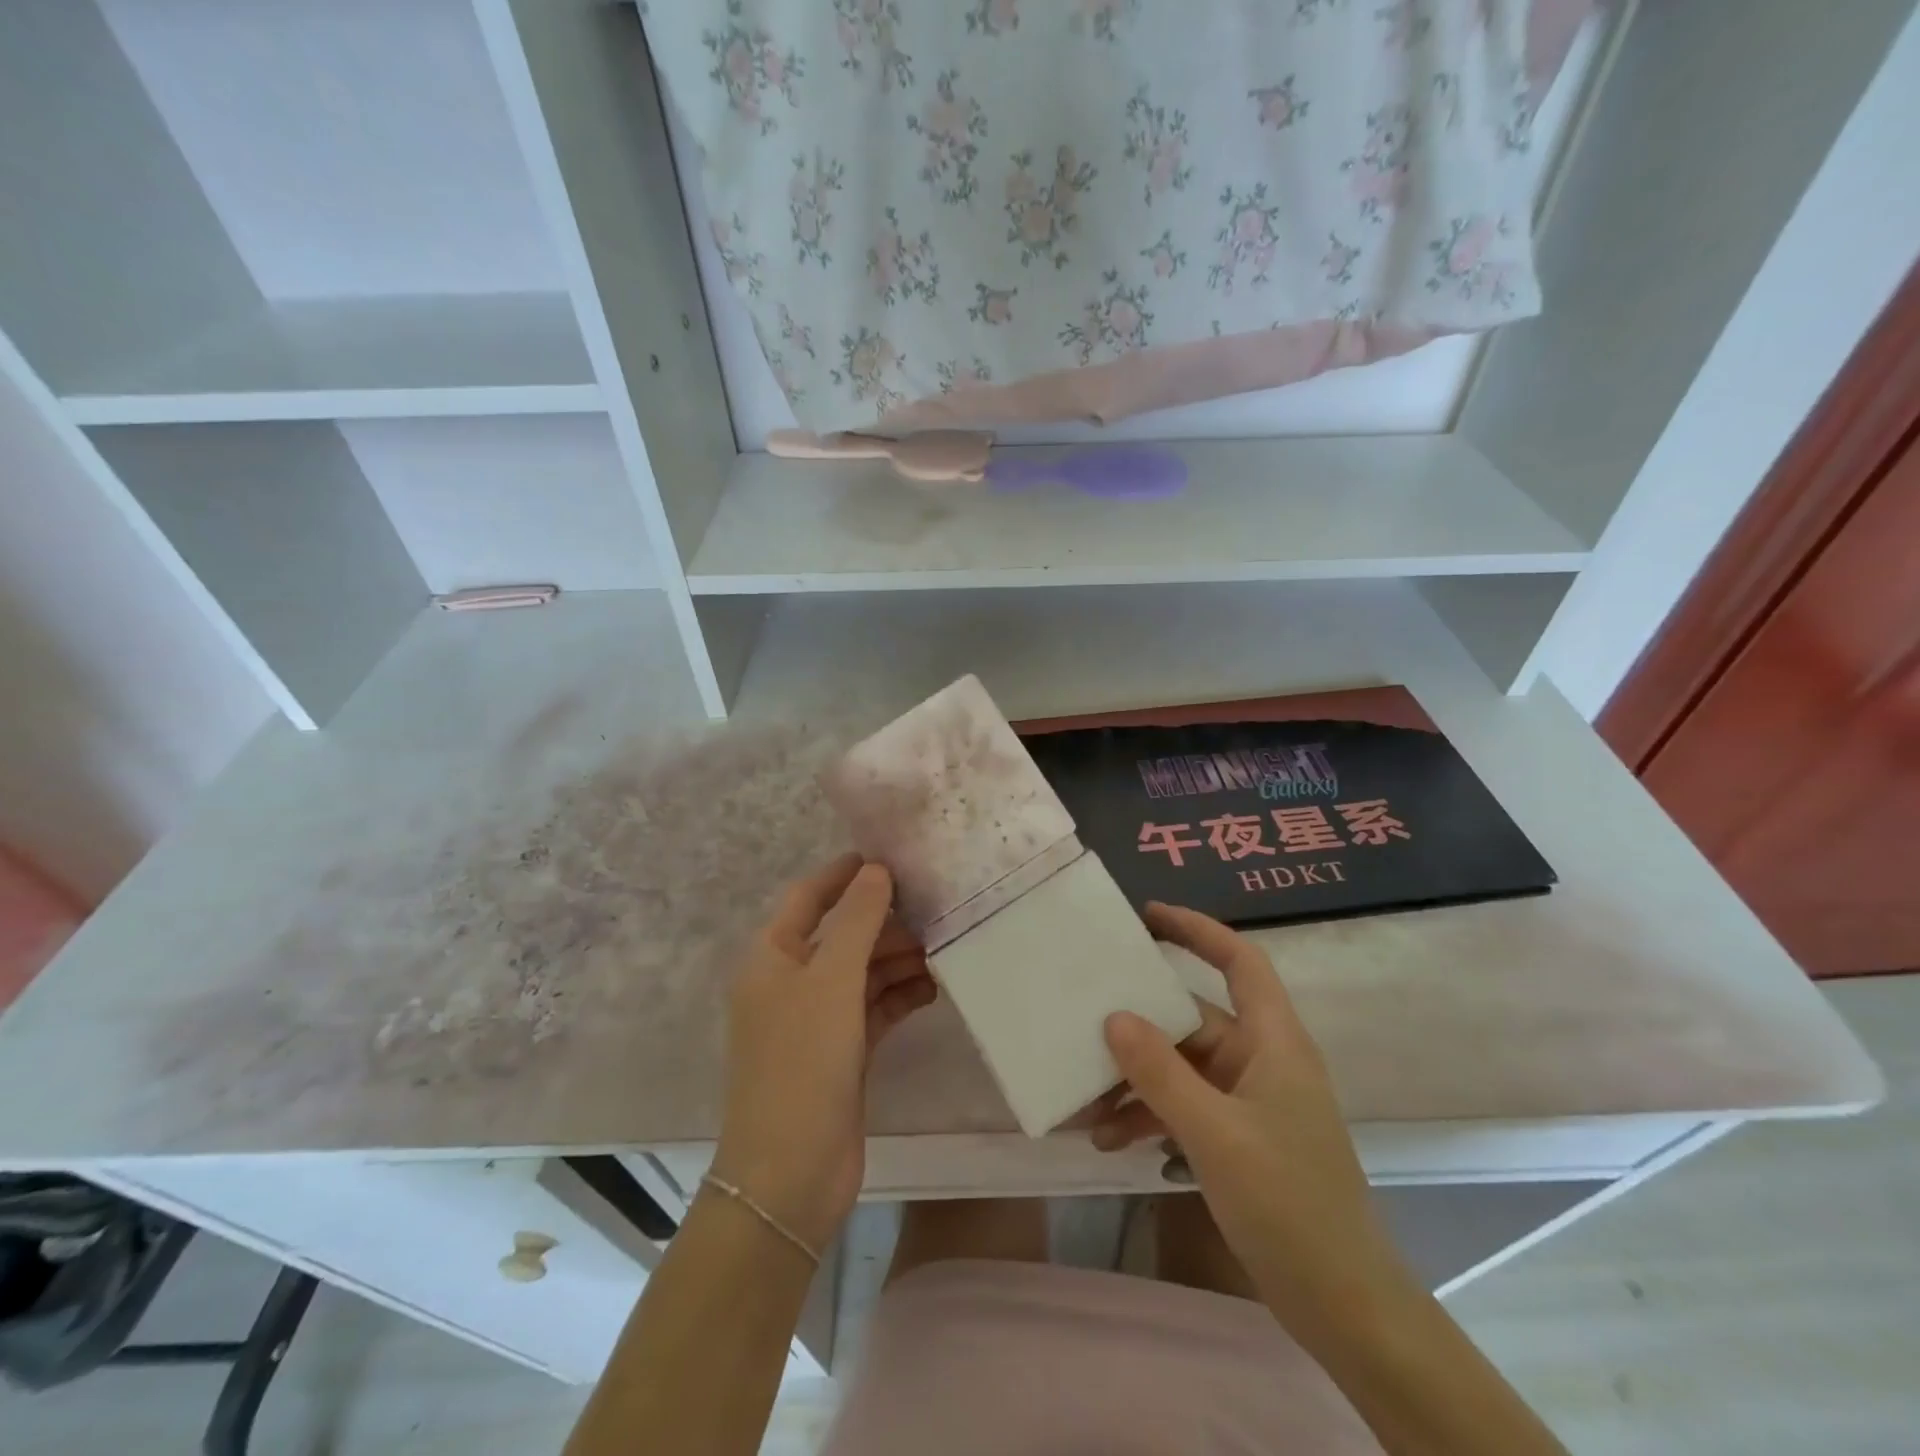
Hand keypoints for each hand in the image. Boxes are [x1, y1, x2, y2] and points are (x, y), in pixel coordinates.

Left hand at [710, 855, 937, 1252]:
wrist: (791, 1172)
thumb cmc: (803, 1061)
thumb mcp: (831, 980)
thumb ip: (857, 920)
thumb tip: (876, 870)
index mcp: (772, 957)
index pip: (808, 897)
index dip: (843, 874)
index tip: (886, 856)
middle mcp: (790, 982)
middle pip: (841, 934)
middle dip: (884, 922)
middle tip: (935, 908)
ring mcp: (816, 1020)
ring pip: (861, 972)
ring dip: (898, 959)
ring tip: (943, 946)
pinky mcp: (841, 1052)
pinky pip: (874, 1009)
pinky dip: (900, 995)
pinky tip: (933, 988)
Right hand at [1091, 903, 1413, 1337]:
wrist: (1343, 1306)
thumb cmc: (1288, 1204)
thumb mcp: (1214, 1134)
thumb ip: (1161, 1073)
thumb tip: (1113, 1017)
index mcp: (1273, 1041)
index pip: (1239, 961)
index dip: (1197, 930)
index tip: (1146, 916)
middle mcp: (1260, 1059)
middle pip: (1192, 1018)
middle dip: (1138, 1026)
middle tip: (1083, 1018)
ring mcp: (1248, 1100)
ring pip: (1180, 1067)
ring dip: (1134, 1081)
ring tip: (1084, 1103)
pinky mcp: (1237, 1136)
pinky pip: (1183, 1106)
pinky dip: (1147, 1115)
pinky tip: (1107, 1139)